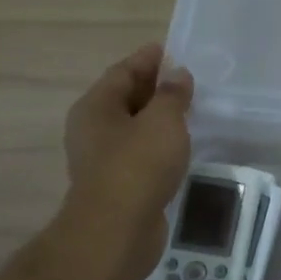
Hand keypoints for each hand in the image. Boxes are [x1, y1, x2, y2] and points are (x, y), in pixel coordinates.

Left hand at [57, 44, 193, 279]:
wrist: (117, 229)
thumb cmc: (137, 165)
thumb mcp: (162, 122)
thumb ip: (172, 95)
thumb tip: (177, 75)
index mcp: (96, 106)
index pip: (123, 72)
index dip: (147, 59)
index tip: (169, 49)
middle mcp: (93, 128)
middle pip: (124, 98)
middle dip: (153, 88)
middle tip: (184, 79)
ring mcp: (102, 158)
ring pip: (132, 128)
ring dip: (156, 118)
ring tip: (187, 111)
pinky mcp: (116, 184)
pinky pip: (139, 153)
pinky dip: (157, 144)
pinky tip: (178, 146)